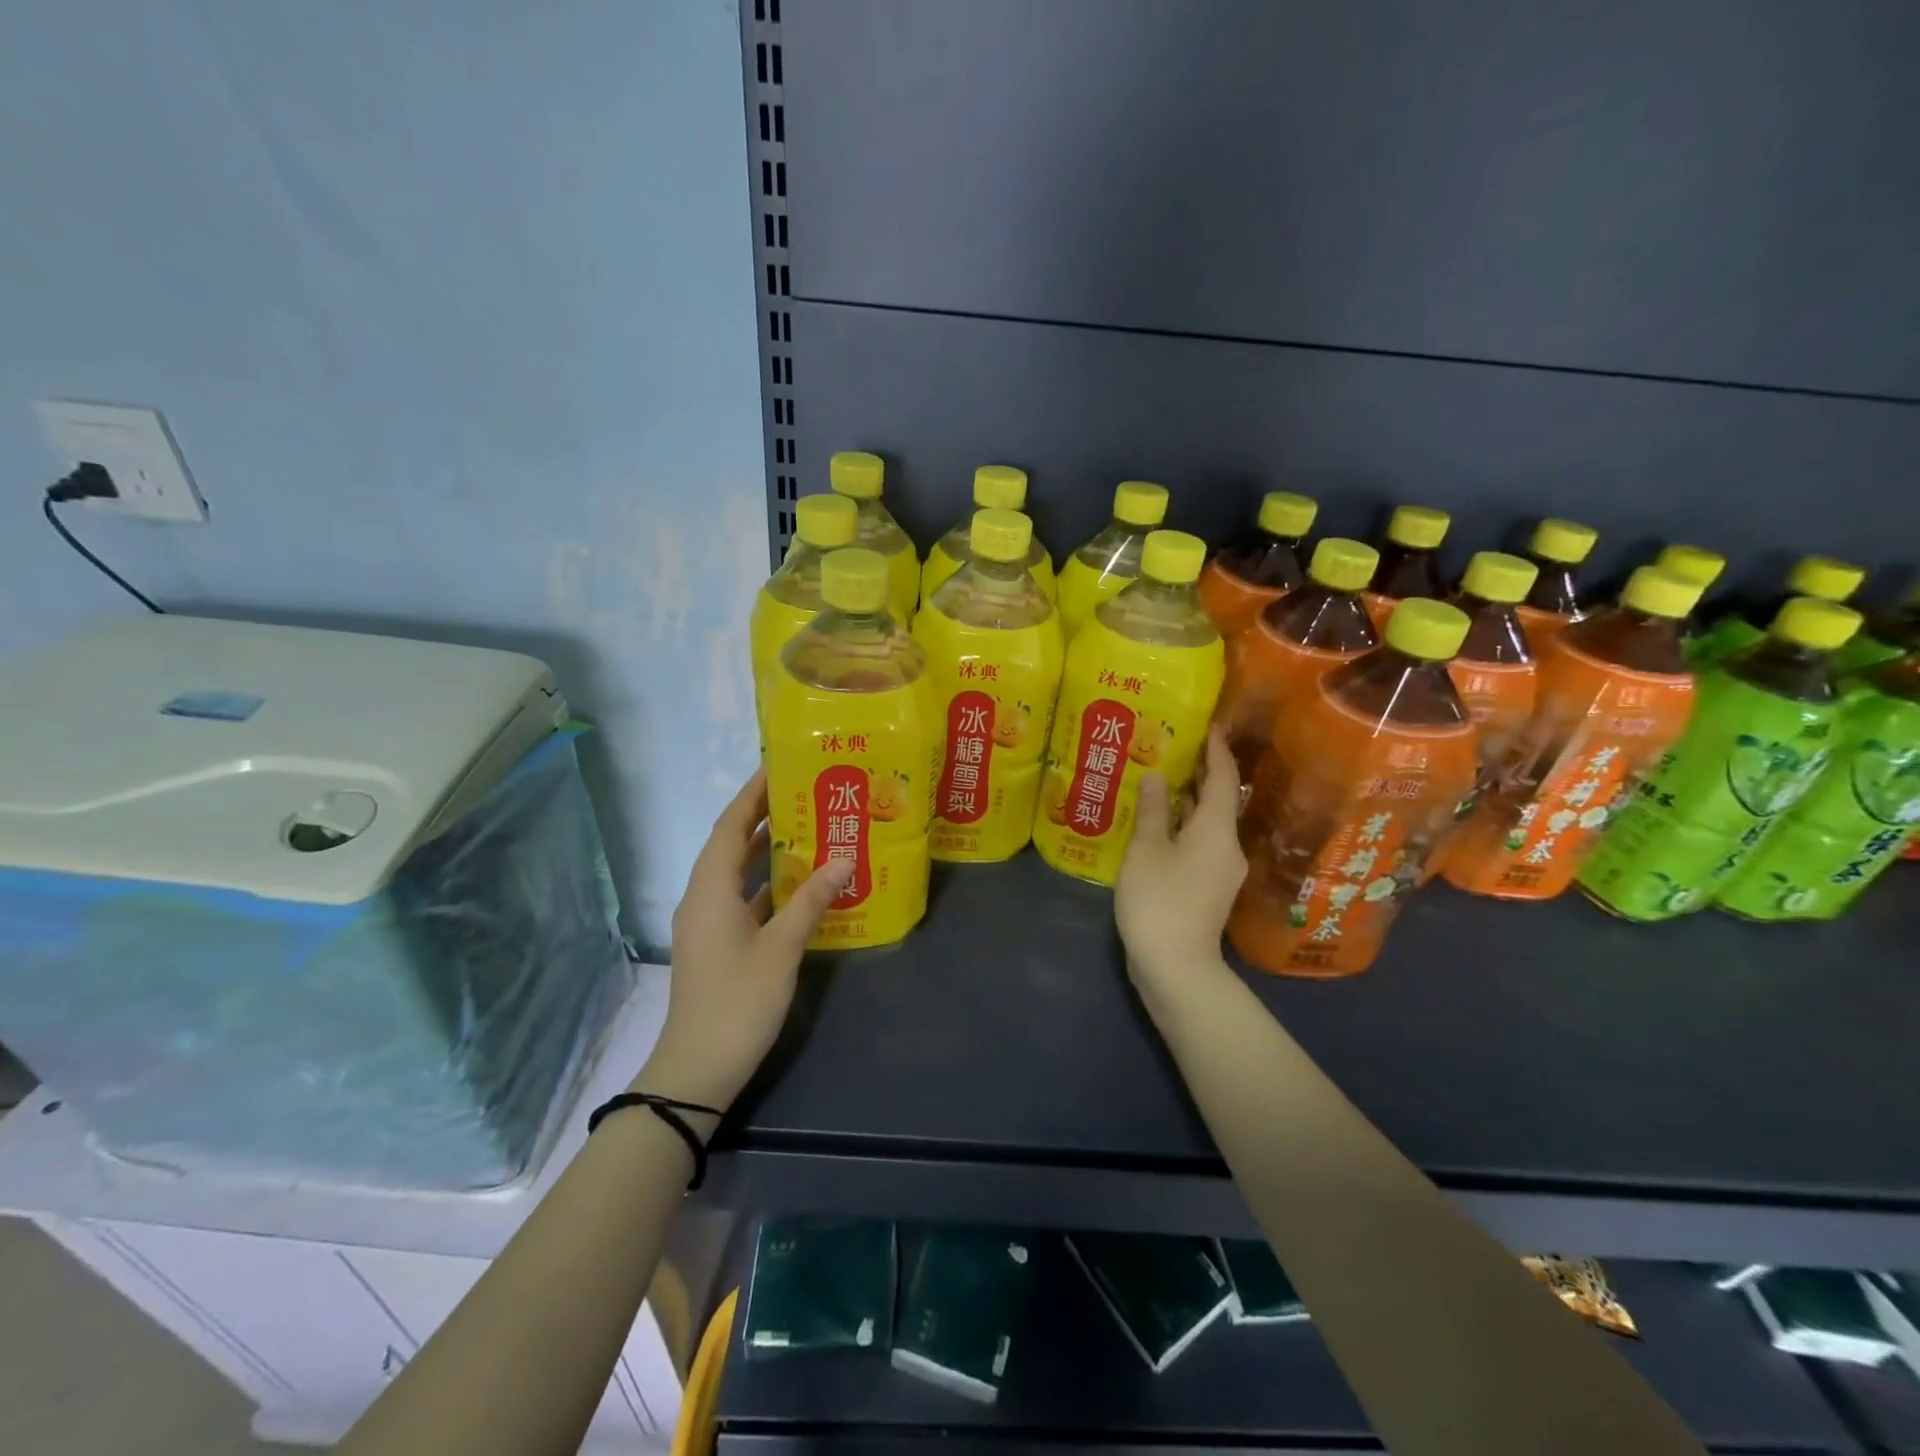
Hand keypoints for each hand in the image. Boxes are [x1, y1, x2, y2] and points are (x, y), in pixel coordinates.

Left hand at [634, 770, 850, 1112]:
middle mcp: (704, 897)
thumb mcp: (782, 948)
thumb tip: (844, 859)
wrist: (697, 1069)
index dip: (752, 794)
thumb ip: (812, 900)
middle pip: (732, 844)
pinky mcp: (719, 943)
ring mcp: (710, 922)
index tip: (779, 766)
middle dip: (764, 817)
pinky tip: (802, 883)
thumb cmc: (738, 1001)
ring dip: (768, 851)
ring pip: (739, 873)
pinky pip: (745, 898)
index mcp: (710, 889)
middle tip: (805, 793)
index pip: (730, 825)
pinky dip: (769, 885)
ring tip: (809, 828)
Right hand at [1116, 728, 1247, 1007]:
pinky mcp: (1209, 889)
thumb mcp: (1146, 850)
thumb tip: (1156, 777)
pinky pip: (1201, 843)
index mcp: (1217, 830)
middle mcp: (1228, 846)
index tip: (1209, 725)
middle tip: (1175, 747)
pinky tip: (1160, 824)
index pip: (1224, 779)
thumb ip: (1151, 811)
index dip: (1217, 750)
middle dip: (1201, 773)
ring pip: (1209, 824)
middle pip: (1220, 801)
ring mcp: (1222, 871)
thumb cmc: (1159, 900)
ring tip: (1162, 780)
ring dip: (1190, 801)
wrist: (1176, 966)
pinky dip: (1185, 826)